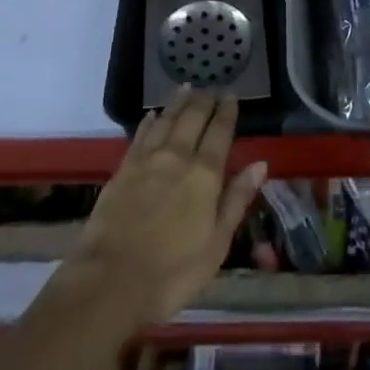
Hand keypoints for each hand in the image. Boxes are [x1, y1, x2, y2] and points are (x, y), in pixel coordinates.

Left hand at [71, 88, 266, 330]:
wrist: (109, 281)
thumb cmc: (171, 272)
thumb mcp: (216, 245)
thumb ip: (236, 200)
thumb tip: (260, 164)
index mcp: (204, 174)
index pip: (220, 132)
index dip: (227, 112)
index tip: (231, 96)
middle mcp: (177, 156)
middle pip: (193, 118)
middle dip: (204, 100)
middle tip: (211, 88)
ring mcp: (147, 160)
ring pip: (166, 119)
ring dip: (178, 102)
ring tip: (186, 87)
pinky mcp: (123, 169)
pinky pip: (140, 134)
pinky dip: (150, 121)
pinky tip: (152, 115)